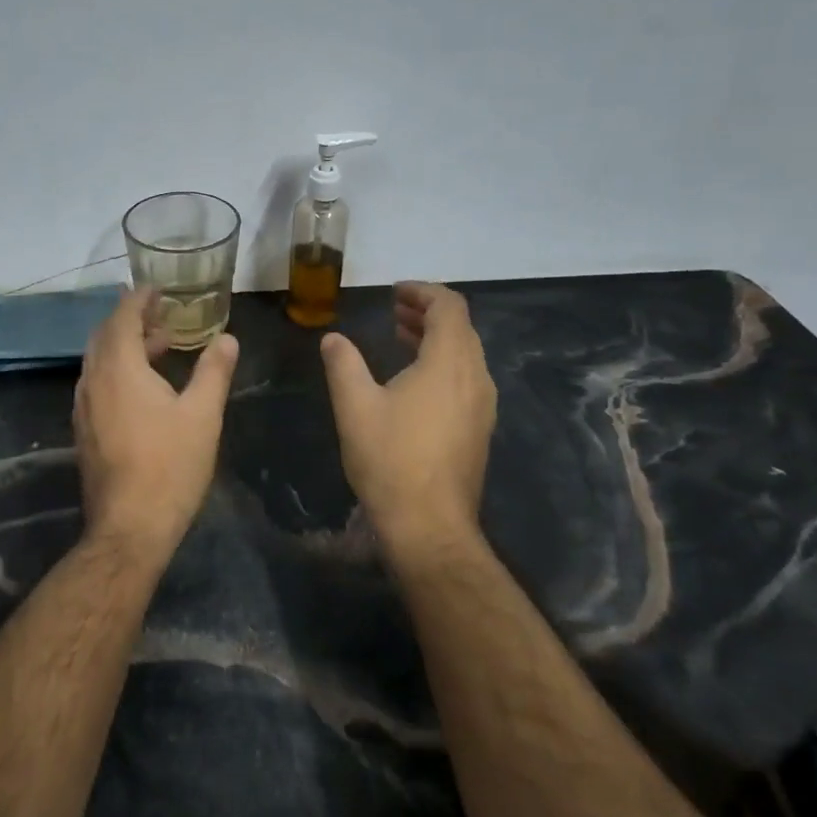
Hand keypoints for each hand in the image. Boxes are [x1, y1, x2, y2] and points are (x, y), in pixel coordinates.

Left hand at [74, 287, 239, 552]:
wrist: (130, 526)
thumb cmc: (170, 466)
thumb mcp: (202, 415)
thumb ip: (213, 371)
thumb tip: (227, 338)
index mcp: (119, 369)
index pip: (122, 317)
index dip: (139, 299)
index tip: (157, 289)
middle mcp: (93, 381)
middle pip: (105, 335)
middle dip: (131, 320)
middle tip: (162, 317)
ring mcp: (84, 408)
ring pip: (98, 361)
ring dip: (124, 346)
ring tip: (159, 347)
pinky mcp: (84, 431)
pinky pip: (97, 383)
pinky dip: (117, 370)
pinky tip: (143, 388)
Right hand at [320, 281, 496, 552]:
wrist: (430, 525)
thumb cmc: (390, 459)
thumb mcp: (355, 406)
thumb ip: (344, 364)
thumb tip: (333, 338)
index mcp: (449, 362)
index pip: (449, 306)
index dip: (423, 292)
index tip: (394, 292)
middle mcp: (475, 377)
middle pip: (460, 327)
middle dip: (428, 312)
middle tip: (394, 311)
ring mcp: (483, 405)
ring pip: (465, 354)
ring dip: (436, 338)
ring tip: (401, 337)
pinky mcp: (480, 428)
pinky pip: (466, 378)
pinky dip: (443, 363)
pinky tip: (414, 381)